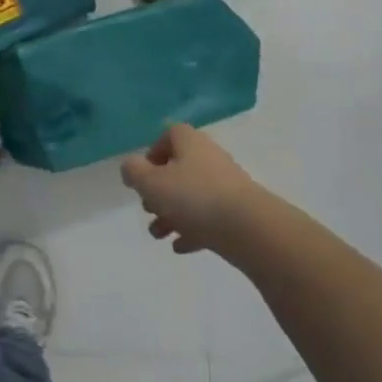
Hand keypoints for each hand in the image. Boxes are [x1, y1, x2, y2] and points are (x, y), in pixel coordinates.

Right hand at [120, 124, 271, 256]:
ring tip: (158, 234)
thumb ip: (133, 172)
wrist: (250, 229)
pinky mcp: (237, 212)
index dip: (153, 152)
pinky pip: (209, 217)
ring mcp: (226, 186)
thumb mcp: (150, 182)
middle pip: (179, 168)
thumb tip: (131, 167)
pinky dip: (193, 229)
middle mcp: (209, 159)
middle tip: (148, 208)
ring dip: (171, 214)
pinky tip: (180, 246)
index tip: (143, 175)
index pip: (170, 135)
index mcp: (190, 143)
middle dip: (159, 190)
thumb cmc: (194, 197)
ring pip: (192, 196)